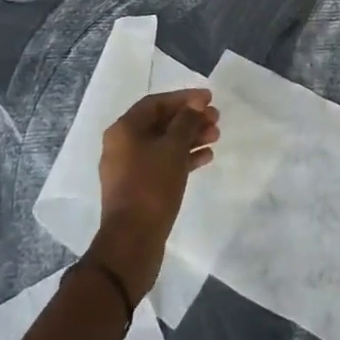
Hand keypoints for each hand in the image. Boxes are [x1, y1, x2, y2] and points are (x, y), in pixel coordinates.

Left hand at [88, 88, 218, 299]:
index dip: (184, 98)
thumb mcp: (173, 149)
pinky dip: (183, 157)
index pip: (156, 103)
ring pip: (164, 143)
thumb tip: (195, 106)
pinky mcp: (139, 188)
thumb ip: (186, 122)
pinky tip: (206, 157)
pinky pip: (163, 163)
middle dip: (190, 118)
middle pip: (161, 122)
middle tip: (216, 119)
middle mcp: (123, 144)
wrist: (132, 241)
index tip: (209, 98)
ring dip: (190, 137)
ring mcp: (130, 168)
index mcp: (124, 130)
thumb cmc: (151, 186)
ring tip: (216, 137)